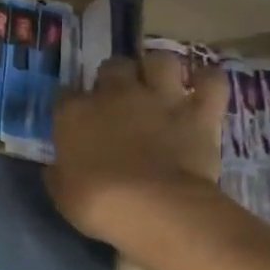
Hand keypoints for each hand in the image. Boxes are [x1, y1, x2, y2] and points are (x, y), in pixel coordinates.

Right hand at [45, 51, 228, 245]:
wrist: (155, 209)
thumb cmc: (98, 204)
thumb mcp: (62, 193)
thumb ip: (59, 172)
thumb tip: (58, 167)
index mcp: (75, 113)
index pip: (65, 94)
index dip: (71, 104)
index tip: (75, 119)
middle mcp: (116, 94)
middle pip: (113, 66)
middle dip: (114, 78)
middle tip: (118, 99)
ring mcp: (160, 98)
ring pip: (160, 60)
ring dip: (158, 70)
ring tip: (158, 86)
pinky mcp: (199, 111)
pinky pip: (211, 80)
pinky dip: (207, 80)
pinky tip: (202, 86)